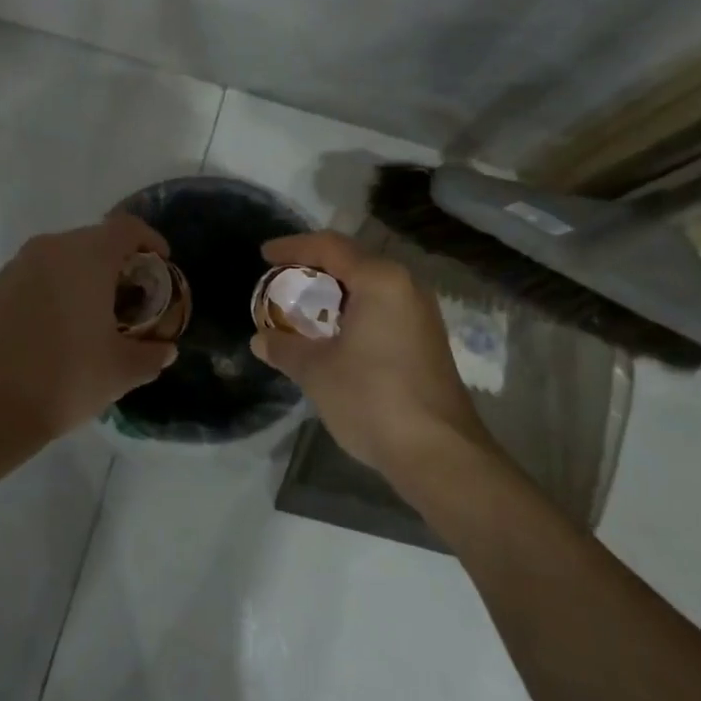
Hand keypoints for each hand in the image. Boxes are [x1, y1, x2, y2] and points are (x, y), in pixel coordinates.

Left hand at [0, 213, 178, 444]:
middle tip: (129, 295)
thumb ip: (152, 354)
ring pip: (63, 255)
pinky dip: (55, 287)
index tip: (160, 264)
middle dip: (117, 261)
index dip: (150, 240)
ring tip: (93, 312)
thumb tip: (165, 349)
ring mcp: (19, 265)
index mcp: (88, 256)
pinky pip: (37, 273)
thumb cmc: (67, 379)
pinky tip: (57, 325)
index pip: (127, 227)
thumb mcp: (123, 371)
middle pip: (95, 239)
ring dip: (83, 274)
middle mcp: (52, 248)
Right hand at [250, 231, 487, 478]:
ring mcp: (421, 314)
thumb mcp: (316, 371)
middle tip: (281, 279)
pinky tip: (334, 334)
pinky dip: (354, 310)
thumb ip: (285, 347)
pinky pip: (383, 308)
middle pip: (352, 261)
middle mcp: (406, 286)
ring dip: (335, 292)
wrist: (439, 454)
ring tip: (303, 306)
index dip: (292, 247)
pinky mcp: (427, 340)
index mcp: (380, 280)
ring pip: (369, 286)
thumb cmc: (372, 399)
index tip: (264, 256)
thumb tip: (261, 340)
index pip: (329, 247)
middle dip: (314, 267)